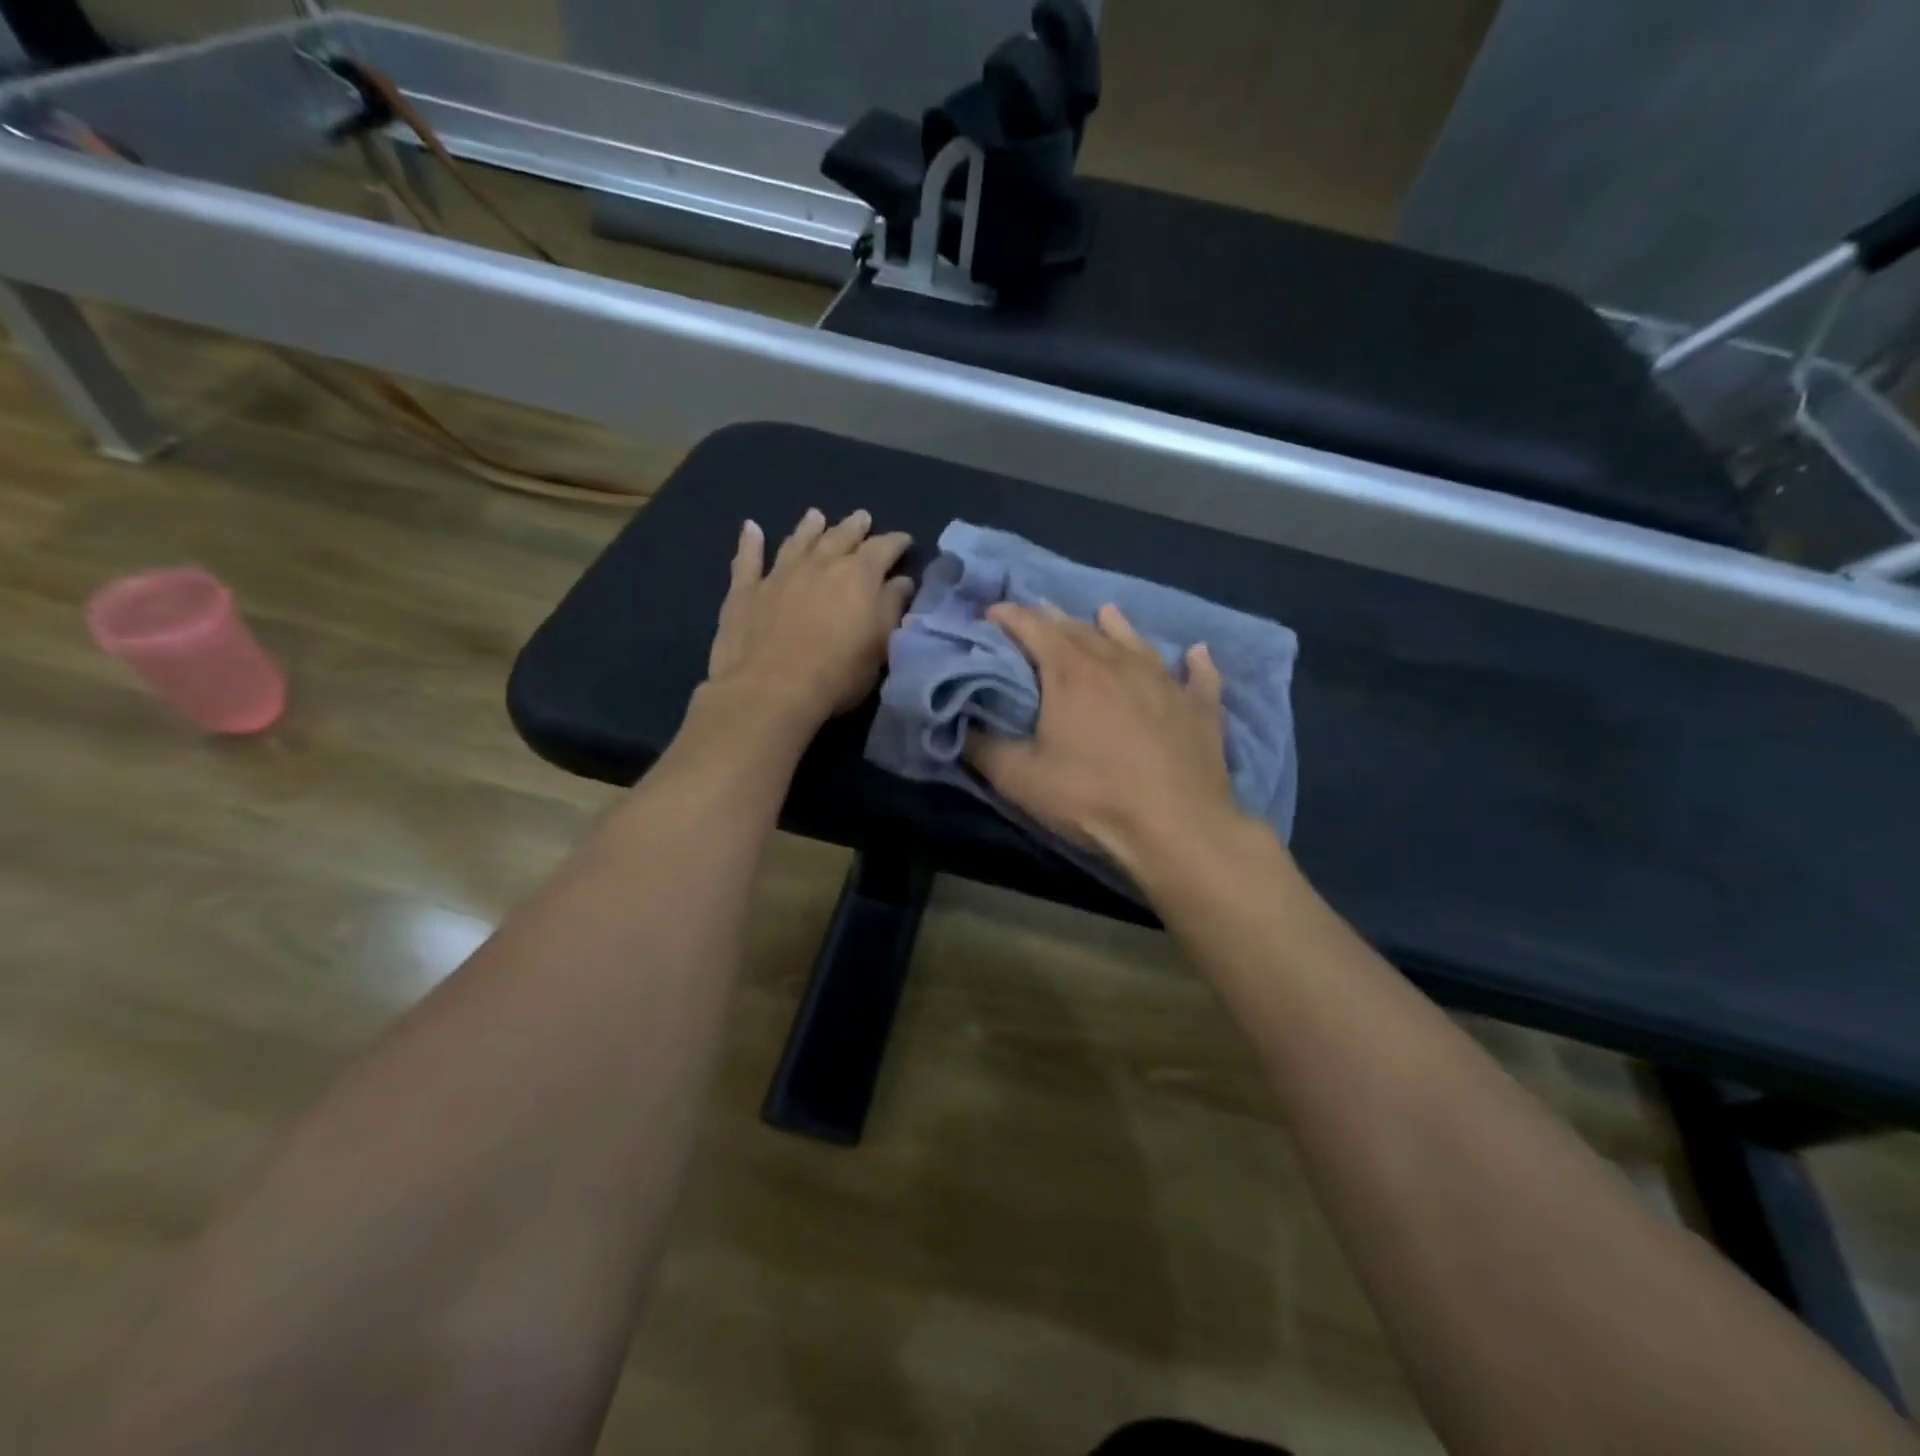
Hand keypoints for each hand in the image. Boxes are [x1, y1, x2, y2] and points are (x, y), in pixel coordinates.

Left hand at [703, 508, 912, 730]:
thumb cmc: (837, 673)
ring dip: (808, 527)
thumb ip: (892, 608)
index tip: (905, 541)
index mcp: (858, 575)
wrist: (770, 690)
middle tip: (863, 518)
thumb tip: (901, 581)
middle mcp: (820, 564)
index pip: (883, 548)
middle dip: (855, 527)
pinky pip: (748, 559)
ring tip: (816, 516)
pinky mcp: (745, 591)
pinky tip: (751, 528)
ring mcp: (779, 574)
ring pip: (798, 541)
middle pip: (840, 537)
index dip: (896, 542)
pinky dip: (750, 542)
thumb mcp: (880, 646)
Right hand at [966, 602, 1244, 879]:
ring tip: (1106, 612)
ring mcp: (1165, 682)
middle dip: (1053, 619)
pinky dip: (1194, 662)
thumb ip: (982, 748)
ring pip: (1136, 643)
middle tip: (1037, 618)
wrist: (1176, 827)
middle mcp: (1118, 663)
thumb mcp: (1019, 779)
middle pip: (1081, 629)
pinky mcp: (1200, 708)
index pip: (1033, 628)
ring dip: (1116, 627)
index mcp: (1071, 672)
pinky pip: (1198, 677)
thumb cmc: (1091, 797)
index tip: (991, 613)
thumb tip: (960, 726)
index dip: (1009, 616)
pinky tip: (1197, 653)